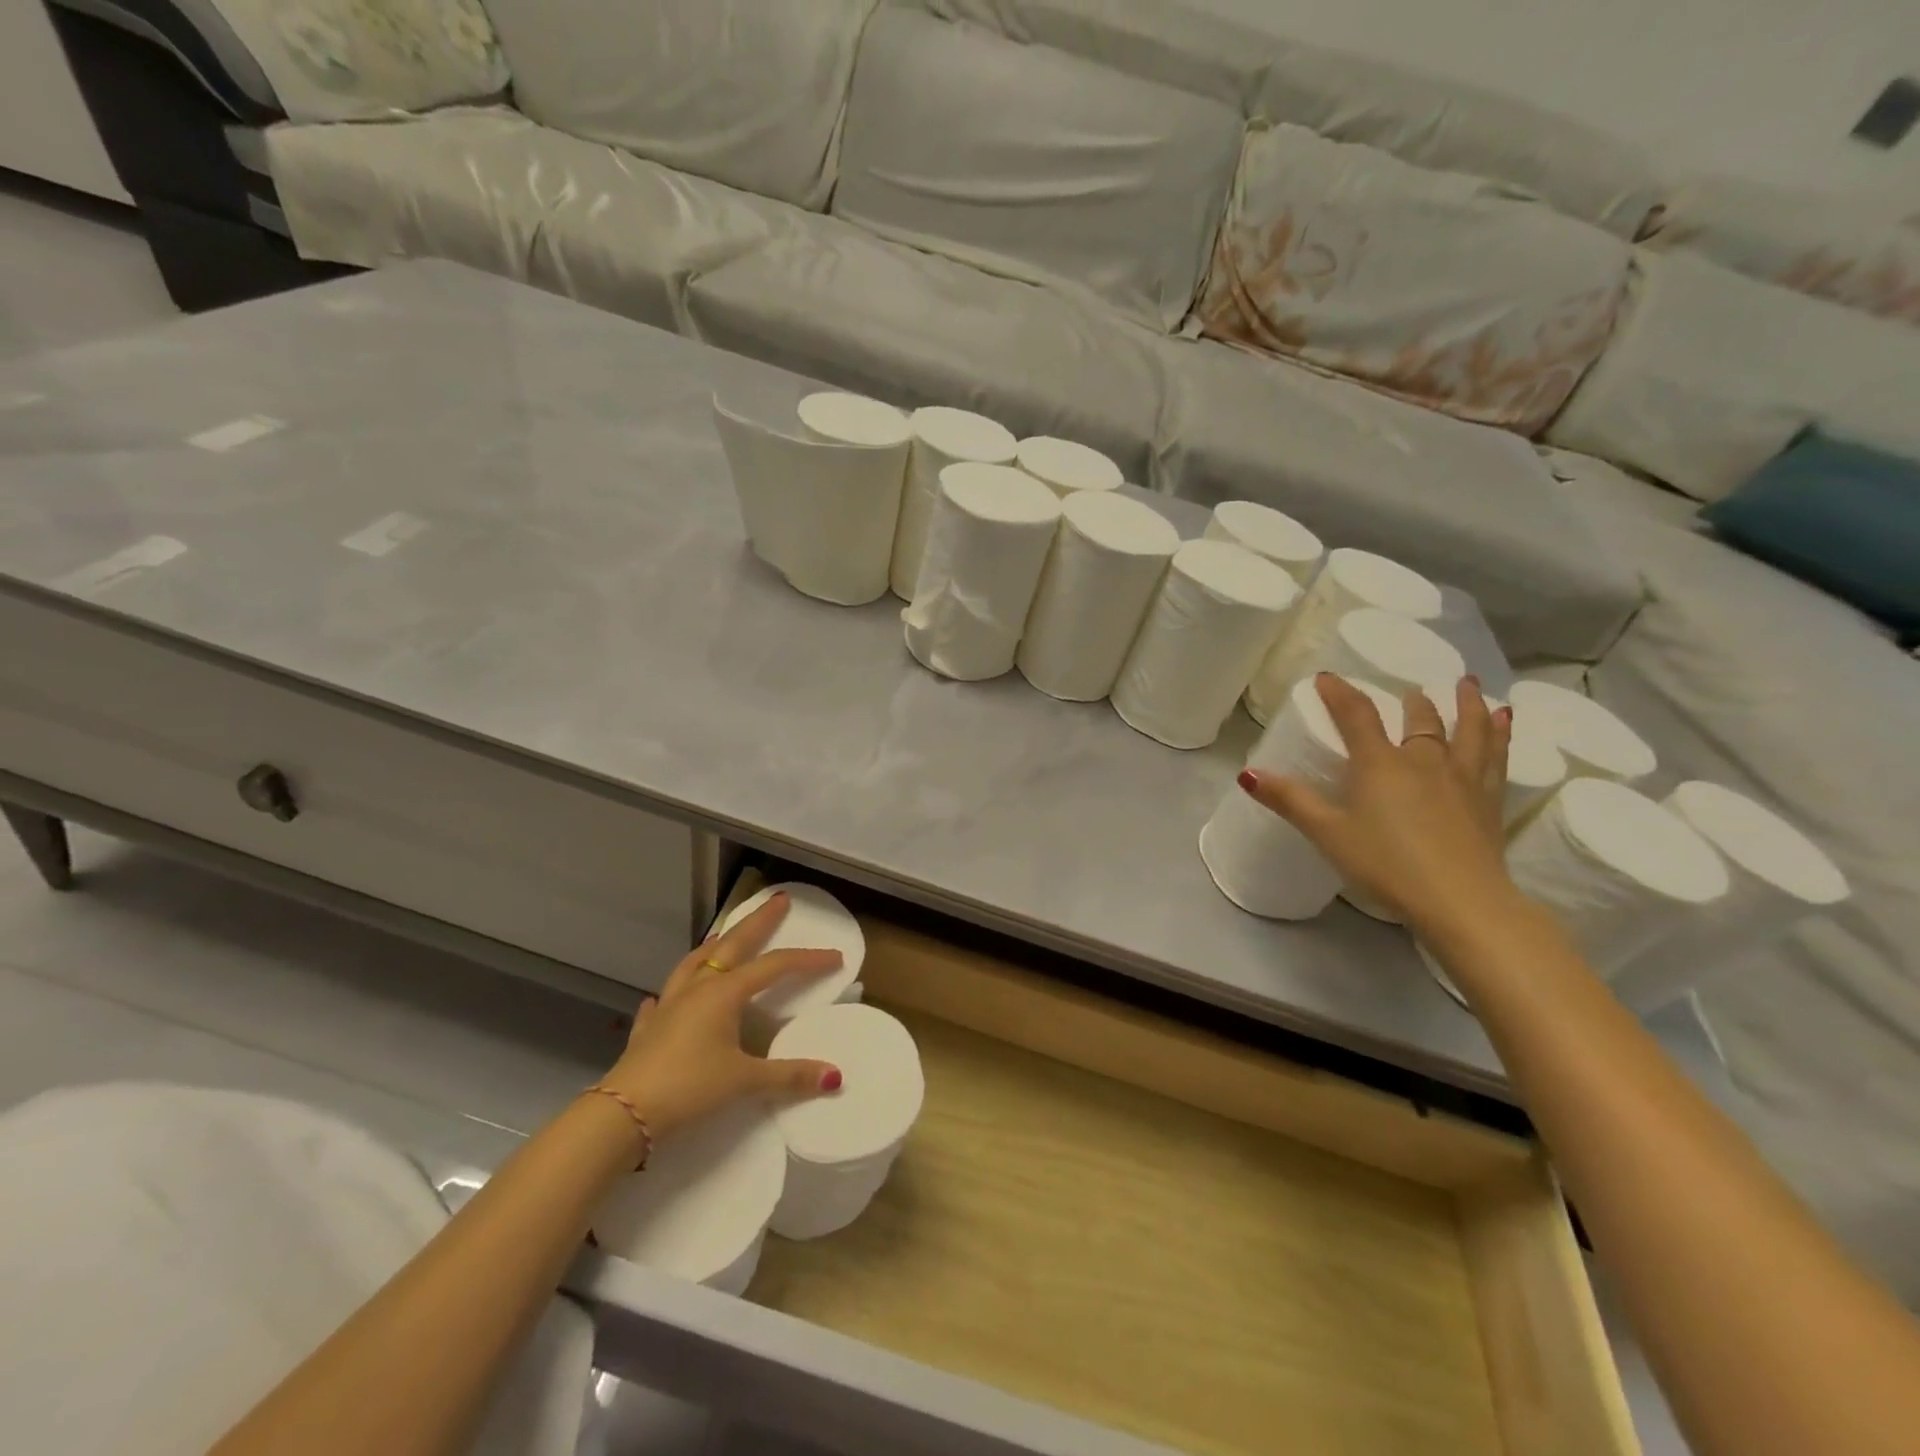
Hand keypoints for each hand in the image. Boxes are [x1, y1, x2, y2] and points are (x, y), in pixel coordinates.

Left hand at [599, 891, 843, 1140]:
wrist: (622, 1114)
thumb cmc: (688, 1088)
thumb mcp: (744, 1081)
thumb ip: (789, 1076)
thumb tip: (834, 1076)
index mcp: (724, 993)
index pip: (774, 967)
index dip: (807, 960)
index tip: (835, 957)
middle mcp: (698, 989)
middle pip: (734, 945)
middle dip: (758, 922)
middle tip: (778, 901)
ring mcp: (669, 1006)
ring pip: (695, 963)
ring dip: (714, 946)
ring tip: (724, 933)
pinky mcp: (648, 1029)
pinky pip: (663, 1001)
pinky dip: (672, 992)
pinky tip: (664, 996)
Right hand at [1239, 674, 1517, 932]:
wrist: (1460, 901)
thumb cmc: (1385, 865)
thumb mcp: (1327, 833)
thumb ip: (1289, 800)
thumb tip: (1247, 774)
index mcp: (1380, 765)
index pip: (1356, 716)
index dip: (1340, 693)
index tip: (1326, 677)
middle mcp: (1424, 761)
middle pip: (1419, 720)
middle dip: (1410, 701)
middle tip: (1407, 690)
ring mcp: (1462, 780)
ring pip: (1468, 730)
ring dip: (1467, 704)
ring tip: (1468, 683)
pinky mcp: (1488, 802)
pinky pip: (1497, 758)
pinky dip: (1501, 735)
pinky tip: (1506, 722)